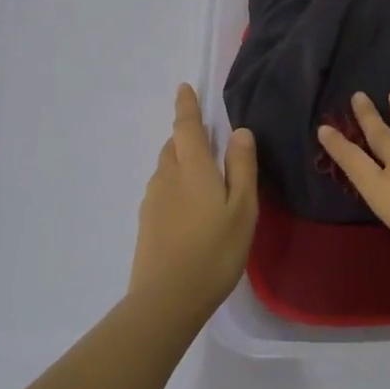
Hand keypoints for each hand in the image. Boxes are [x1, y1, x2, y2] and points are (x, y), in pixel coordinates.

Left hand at [132, 84, 258, 317]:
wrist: (166, 299)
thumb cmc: (214, 251)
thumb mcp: (242, 208)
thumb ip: (242, 167)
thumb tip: (239, 131)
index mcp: (192, 168)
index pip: (187, 127)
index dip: (186, 106)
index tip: (184, 88)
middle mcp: (167, 177)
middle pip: (174, 146)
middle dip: (186, 136)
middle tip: (206, 139)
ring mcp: (153, 201)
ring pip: (167, 169)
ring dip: (181, 162)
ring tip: (203, 176)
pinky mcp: (147, 223)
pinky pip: (163, 190)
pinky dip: (176, 185)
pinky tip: (190, 208)